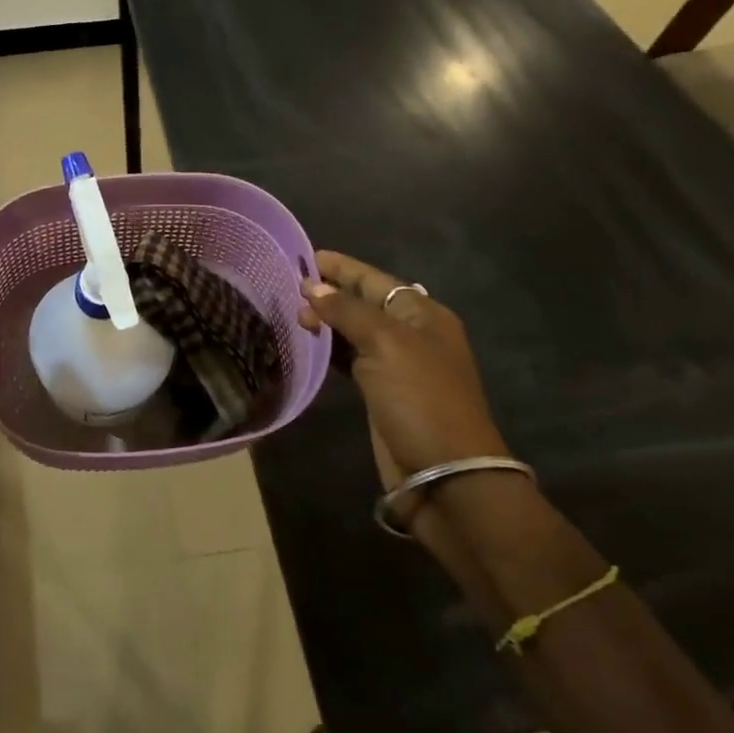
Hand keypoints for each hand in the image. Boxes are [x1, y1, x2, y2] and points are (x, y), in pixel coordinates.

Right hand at [299, 250, 507, 489]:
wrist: (444, 475)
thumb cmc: (420, 398)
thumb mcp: (386, 344)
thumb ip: (347, 311)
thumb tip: (313, 287)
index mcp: (421, 315)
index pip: (375, 280)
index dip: (342, 267)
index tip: (306, 257)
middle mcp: (410, 334)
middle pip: (363, 302)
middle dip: (329, 293)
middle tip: (289, 290)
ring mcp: (395, 365)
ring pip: (353, 330)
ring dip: (325, 320)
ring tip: (292, 314)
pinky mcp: (380, 392)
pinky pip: (349, 358)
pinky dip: (328, 348)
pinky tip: (306, 344)